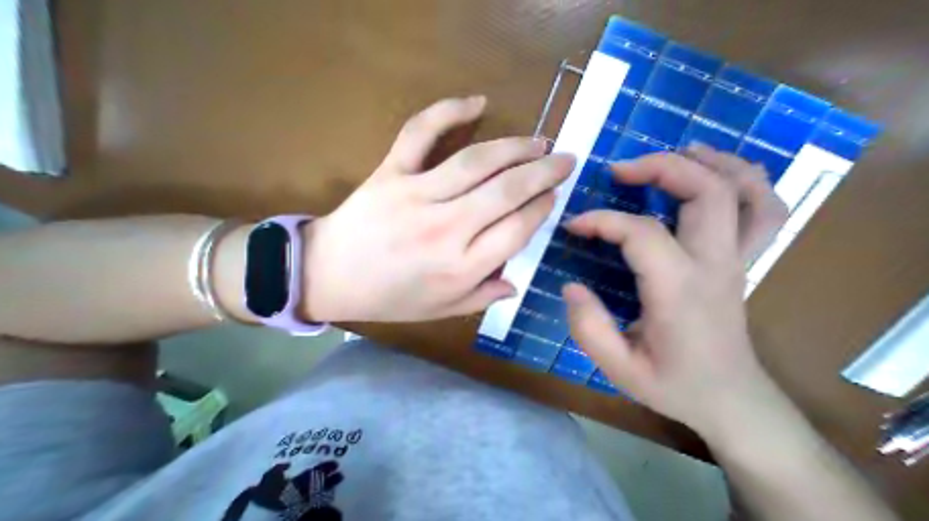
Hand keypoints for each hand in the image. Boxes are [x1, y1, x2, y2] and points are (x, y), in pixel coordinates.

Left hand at [305, 97, 578, 320]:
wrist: (328, 276)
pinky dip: (447, 111)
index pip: (516, 230)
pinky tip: (476, 102)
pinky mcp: (390, 173)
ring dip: (515, 147)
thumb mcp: (440, 311)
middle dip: (543, 172)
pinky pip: (420, 133)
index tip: (553, 196)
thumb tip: (515, 284)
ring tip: (539, 142)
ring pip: (476, 161)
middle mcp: (446, 230)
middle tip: (565, 159)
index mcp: (460, 268)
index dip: (540, 209)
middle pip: (506, 191)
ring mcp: (415, 196)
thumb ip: (481, 298)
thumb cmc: (387, 299)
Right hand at [563, 145, 786, 435]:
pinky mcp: (740, 262)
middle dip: (660, 168)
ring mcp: (736, 261)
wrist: (731, 403)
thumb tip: (570, 286)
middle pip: (705, 193)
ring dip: (708, 163)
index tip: (573, 224)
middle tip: (618, 168)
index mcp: (679, 291)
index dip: (601, 220)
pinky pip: (760, 209)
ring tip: (672, 152)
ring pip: (744, 192)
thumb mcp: (618, 367)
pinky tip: (712, 174)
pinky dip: (740, 180)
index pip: (640, 232)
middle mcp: (715, 266)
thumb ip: (588, 327)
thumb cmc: (671, 384)